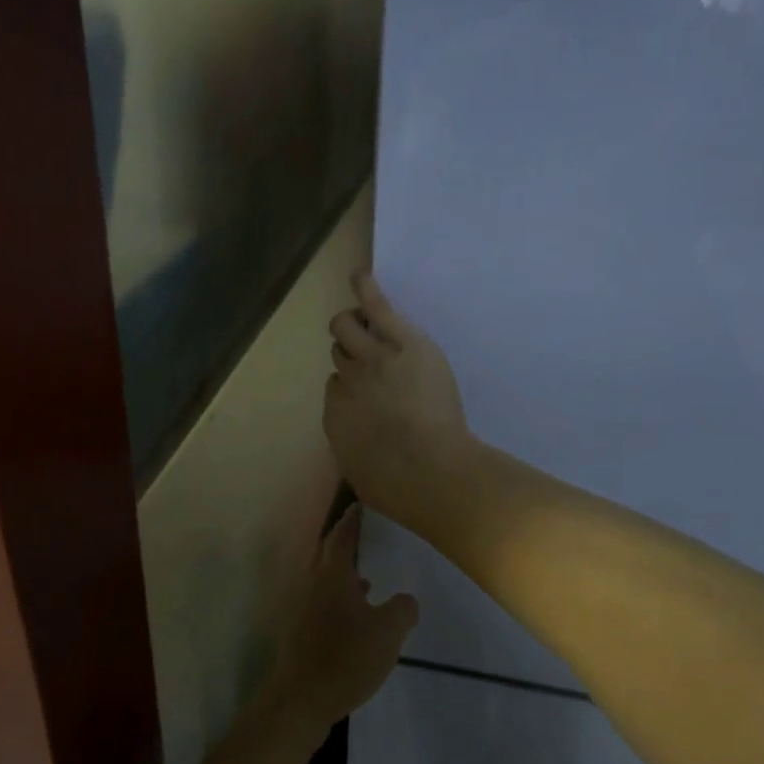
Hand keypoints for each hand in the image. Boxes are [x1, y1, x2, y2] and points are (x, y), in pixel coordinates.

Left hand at [264, 505, 417, 733]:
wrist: (299, 701)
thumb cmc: (344, 658)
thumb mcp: (387, 633)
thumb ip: (402, 611)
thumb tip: (406, 600)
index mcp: (332, 577)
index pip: (342, 537)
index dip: (352, 521)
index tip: (360, 506)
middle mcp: (313, 587)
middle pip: (330, 558)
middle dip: (349, 547)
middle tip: (369, 538)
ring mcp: (303, 612)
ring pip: (327, 585)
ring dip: (346, 578)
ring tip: (369, 580)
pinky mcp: (302, 636)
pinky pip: (325, 608)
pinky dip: (342, 604)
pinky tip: (357, 621)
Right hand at [323, 273, 471, 527]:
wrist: (428, 471)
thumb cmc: (398, 488)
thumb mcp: (365, 475)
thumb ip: (358, 450)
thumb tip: (362, 447)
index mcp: (336, 415)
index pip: (336, 387)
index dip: (351, 387)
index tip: (370, 393)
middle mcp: (346, 381)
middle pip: (339, 352)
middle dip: (349, 350)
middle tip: (368, 353)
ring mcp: (371, 359)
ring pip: (347, 328)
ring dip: (354, 325)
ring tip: (366, 321)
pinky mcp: (400, 343)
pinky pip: (377, 309)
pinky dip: (367, 289)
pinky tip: (361, 275)